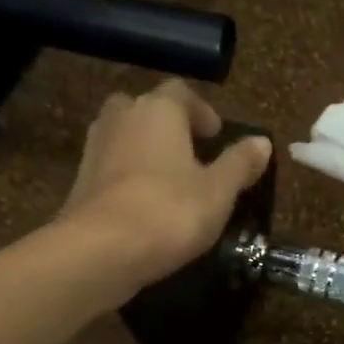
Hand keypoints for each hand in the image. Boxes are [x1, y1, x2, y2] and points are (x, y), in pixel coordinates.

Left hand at [59, 80, 271, 287]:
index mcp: (158, 110)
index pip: (182, 93)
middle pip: (146, 109)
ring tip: (169, 181)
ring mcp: (95, 148)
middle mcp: (122, 117)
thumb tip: (262, 142)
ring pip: (125, 137)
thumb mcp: (218, 192)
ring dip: (146, 151)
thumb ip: (240, 164)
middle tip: (190, 153)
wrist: (102, 250)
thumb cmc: (169, 212)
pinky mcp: (80, 182)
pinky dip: (127, 178)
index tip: (217, 135)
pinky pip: (111, 168)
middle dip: (168, 126)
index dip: (202, 112)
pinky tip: (144, 206)